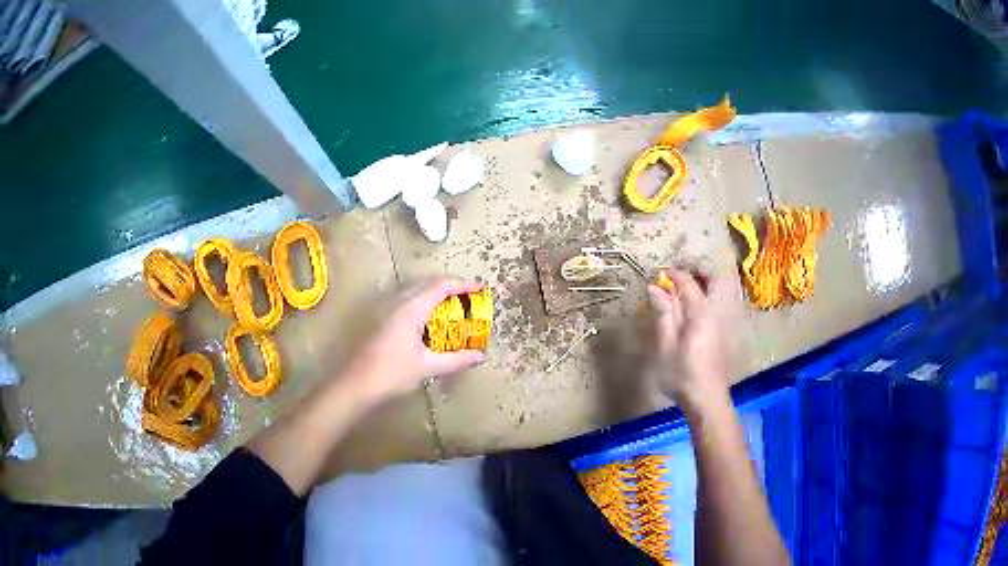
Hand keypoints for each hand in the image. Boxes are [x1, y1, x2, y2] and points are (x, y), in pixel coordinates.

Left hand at [344, 278, 485, 402]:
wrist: (356, 383)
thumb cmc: (392, 373)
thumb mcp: (428, 366)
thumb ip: (456, 359)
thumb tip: (479, 356)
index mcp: (411, 308)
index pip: (441, 285)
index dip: (462, 284)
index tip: (480, 289)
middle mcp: (398, 301)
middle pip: (428, 283)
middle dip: (451, 287)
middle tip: (469, 299)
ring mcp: (386, 307)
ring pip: (416, 290)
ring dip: (435, 294)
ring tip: (453, 308)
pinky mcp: (380, 317)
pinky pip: (407, 300)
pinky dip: (423, 302)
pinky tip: (429, 321)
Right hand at [645, 268, 730, 412]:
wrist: (707, 399)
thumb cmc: (682, 374)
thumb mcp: (665, 345)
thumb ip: (663, 313)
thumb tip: (655, 287)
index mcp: (700, 312)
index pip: (688, 282)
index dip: (673, 274)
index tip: (659, 274)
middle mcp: (716, 312)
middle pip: (715, 279)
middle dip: (699, 271)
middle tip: (680, 276)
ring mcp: (724, 322)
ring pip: (722, 290)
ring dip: (707, 283)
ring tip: (688, 290)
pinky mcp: (726, 333)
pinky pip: (722, 303)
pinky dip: (711, 297)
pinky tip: (697, 310)